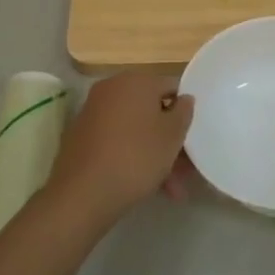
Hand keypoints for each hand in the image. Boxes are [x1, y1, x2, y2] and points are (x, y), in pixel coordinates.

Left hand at [42, 71, 193, 226]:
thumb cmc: (136, 157)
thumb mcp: (172, 135)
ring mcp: (93, 113)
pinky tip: (146, 186)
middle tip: (185, 170)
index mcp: (136, 80)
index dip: (186, 112)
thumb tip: (184, 98)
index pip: (171, 87)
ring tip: (170, 189)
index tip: (193, 138)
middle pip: (152, 110)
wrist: (82, 194)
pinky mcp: (81, 137)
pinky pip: (117, 141)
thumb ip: (184, 112)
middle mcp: (112, 89)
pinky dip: (132, 157)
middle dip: (170, 140)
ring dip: (155, 155)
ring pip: (135, 130)